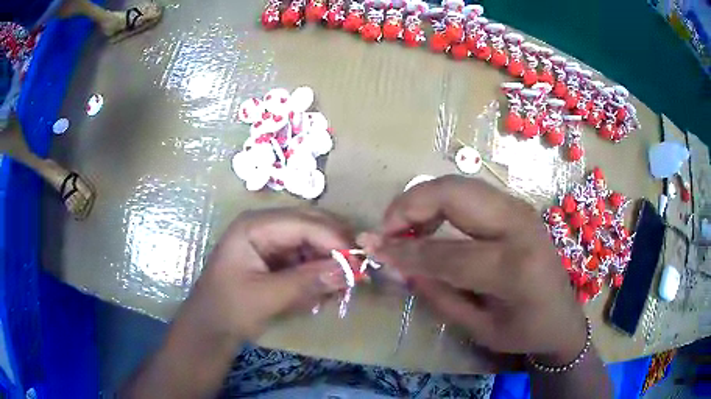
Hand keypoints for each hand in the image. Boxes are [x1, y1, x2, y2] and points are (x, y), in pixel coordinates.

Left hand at [191, 208, 350, 341]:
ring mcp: (271, 241)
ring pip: (312, 240)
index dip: (333, 239)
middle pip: (310, 225)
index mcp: (254, 226)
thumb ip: (306, 282)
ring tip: (345, 282)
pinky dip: (320, 270)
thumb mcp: (266, 297)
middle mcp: (265, 226)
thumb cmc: (229, 309)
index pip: (303, 223)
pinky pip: (307, 256)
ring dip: (330, 259)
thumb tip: (349, 271)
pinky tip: (328, 287)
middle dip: (335, 246)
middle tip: (358, 269)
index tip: (359, 261)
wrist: (210, 327)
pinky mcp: (277, 257)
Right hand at [360, 176, 586, 363]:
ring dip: (422, 199)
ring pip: (458, 184)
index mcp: (514, 268)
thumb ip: (437, 295)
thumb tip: (397, 265)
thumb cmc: (524, 331)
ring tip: (403, 228)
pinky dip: (440, 200)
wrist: (563, 315)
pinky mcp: (516, 206)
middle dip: (408, 206)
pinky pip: (469, 191)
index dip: (402, 251)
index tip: (370, 248)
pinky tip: (430, 224)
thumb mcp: (478, 329)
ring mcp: (520, 209)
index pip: (445, 253)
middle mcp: (519, 227)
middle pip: (453, 195)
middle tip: (385, 230)